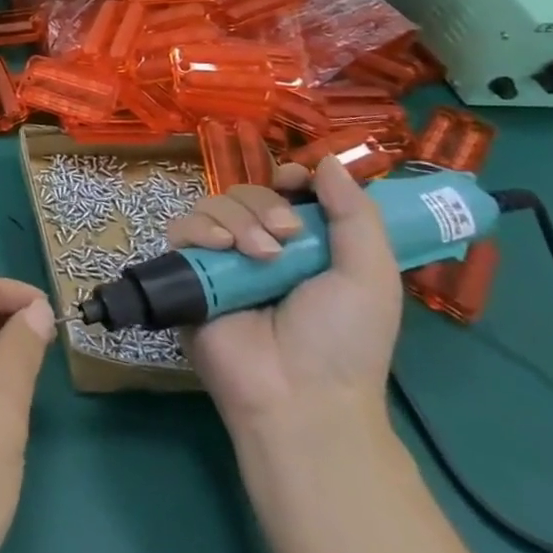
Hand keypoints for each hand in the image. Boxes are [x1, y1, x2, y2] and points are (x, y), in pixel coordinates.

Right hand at [167, 157, 402, 438]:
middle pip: (247, 192)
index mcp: (304, 247)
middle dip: (265, 206)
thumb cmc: (344, 340)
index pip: (284, 192)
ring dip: (237, 220)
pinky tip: (221, 248)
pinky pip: (181, 228)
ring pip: (214, 205)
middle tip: (286, 240)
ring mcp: (221, 260)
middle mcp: (260, 247)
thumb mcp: (371, 276)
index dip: (288, 179)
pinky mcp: (187, 272)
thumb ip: (356, 214)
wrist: (298, 394)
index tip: (295, 183)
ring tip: (258, 256)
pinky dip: (200, 229)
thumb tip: (328, 159)